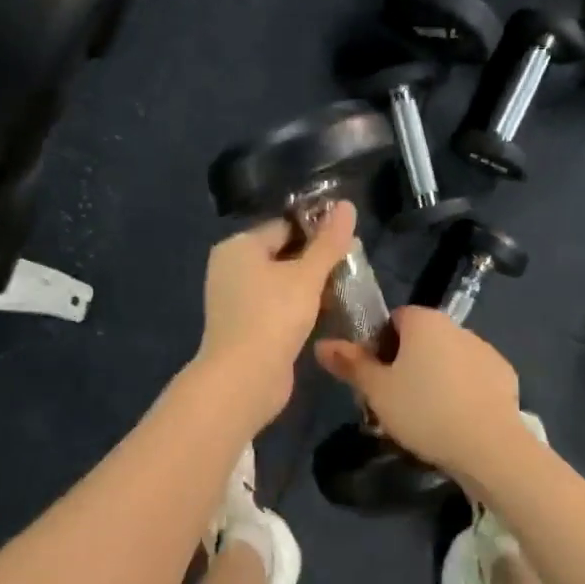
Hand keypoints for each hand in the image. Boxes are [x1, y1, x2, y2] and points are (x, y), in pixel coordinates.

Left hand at [196, 201, 359, 425]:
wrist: (244, 378)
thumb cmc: (274, 316)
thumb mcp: (307, 275)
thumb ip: (329, 242)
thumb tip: (347, 205)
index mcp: (239, 246)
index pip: (284, 226)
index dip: (318, 231)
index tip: (349, 242)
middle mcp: (232, 268)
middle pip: (283, 253)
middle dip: (317, 260)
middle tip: (352, 267)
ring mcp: (236, 300)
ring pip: (282, 282)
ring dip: (311, 286)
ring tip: (346, 289)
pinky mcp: (246, 326)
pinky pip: (277, 306)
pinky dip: (300, 307)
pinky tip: (327, 313)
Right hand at [316, 307, 529, 486]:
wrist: (489, 446)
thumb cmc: (424, 411)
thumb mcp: (377, 391)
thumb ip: (350, 364)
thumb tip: (321, 344)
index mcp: (424, 321)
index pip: (394, 319)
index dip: (379, 345)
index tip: (375, 377)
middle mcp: (456, 326)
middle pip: (422, 338)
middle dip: (407, 363)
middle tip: (394, 400)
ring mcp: (484, 349)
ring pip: (448, 358)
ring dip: (436, 376)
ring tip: (426, 416)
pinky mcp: (504, 374)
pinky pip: (473, 377)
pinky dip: (462, 390)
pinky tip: (456, 419)